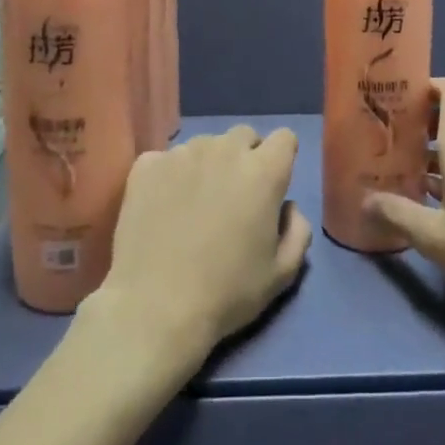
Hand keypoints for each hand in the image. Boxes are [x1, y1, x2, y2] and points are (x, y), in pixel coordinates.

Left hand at [91, 125, 312, 364]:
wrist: (154, 308)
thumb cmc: (226, 292)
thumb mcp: (282, 273)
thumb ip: (298, 231)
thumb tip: (287, 207)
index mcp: (263, 172)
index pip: (284, 138)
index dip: (281, 158)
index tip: (272, 184)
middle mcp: (224, 150)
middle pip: (244, 135)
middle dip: (245, 157)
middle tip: (234, 196)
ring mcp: (182, 154)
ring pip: (204, 145)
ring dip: (207, 165)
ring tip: (194, 204)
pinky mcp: (147, 166)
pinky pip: (166, 158)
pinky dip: (170, 175)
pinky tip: (163, 207)